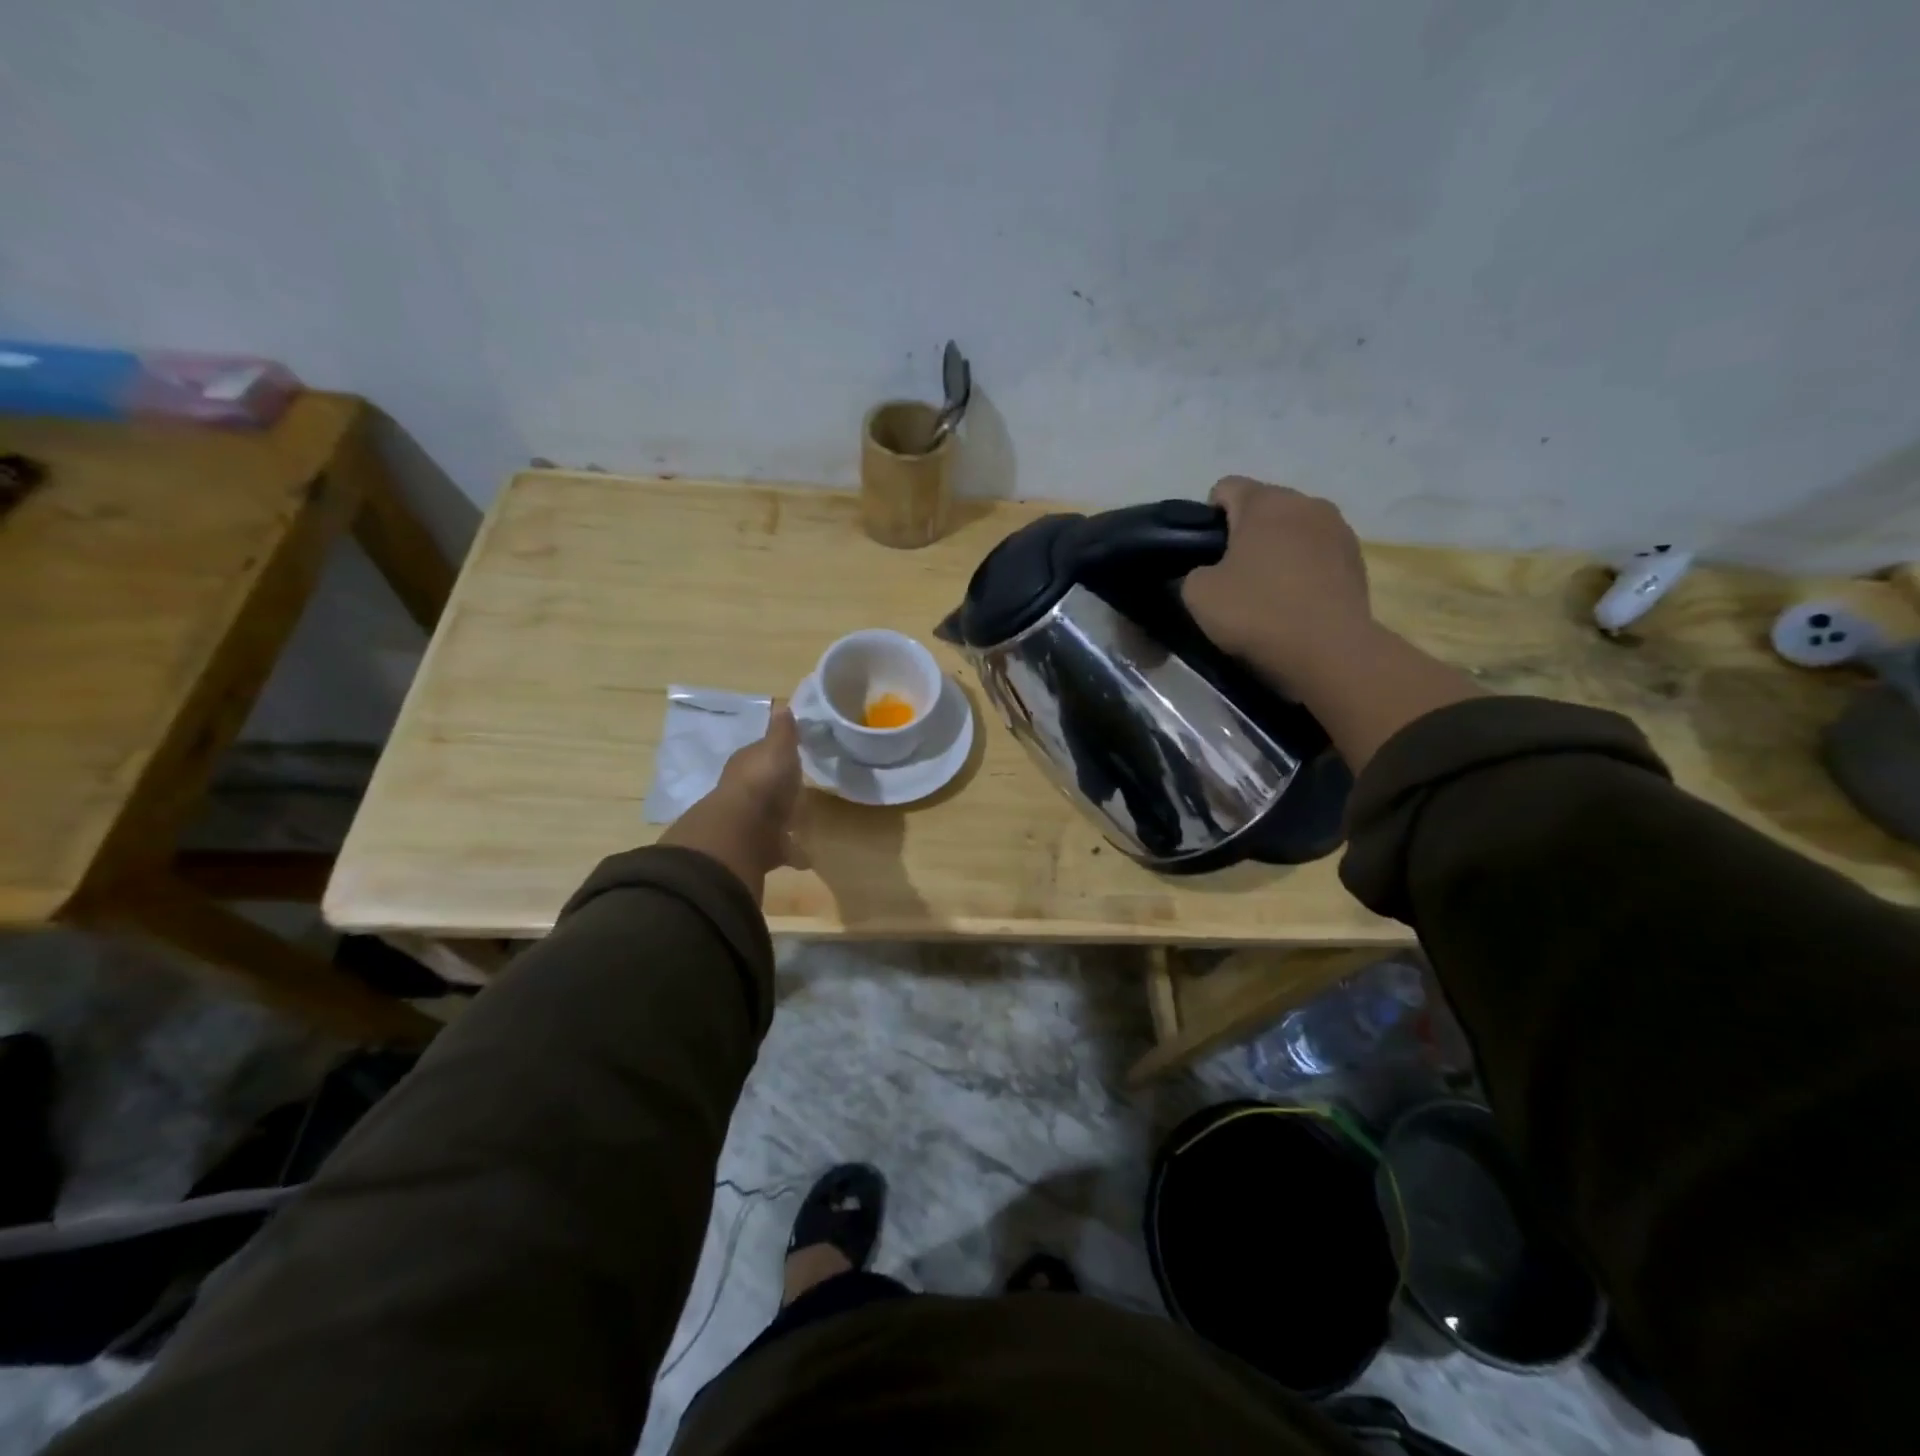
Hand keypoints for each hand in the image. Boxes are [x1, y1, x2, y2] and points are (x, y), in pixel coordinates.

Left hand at [661, 707, 801, 899]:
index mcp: (747, 765)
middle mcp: (743, 793)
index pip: (760, 755)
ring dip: (782, 821)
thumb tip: (782, 706)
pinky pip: (780, 848)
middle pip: (763, 788)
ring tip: (802, 824)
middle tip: (796, 792)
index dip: (773, 755)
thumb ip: (782, 731)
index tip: (790, 755)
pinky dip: (792, 852)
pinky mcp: (759, 850)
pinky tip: (806, 856)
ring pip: (769, 819)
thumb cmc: (762, 781)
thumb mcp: (777, 747)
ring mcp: (749, 823)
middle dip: (776, 791)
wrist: (743, 831)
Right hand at [1181, 476, 1373, 685]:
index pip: (1225, 488)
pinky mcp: (1358, 560)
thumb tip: (1208, 572)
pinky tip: (1295, 602)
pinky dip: (1303, 570)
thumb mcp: (1198, 595)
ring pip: (1294, 530)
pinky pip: (1318, 554)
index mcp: (1265, 502)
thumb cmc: (1257, 612)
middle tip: (1230, 576)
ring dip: (1278, 550)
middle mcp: (1307, 503)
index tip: (1202, 553)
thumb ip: (1194, 572)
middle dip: (1245, 533)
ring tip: (1267, 591)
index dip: (1206, 518)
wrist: (1329, 650)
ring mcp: (1339, 529)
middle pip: (1264, 507)